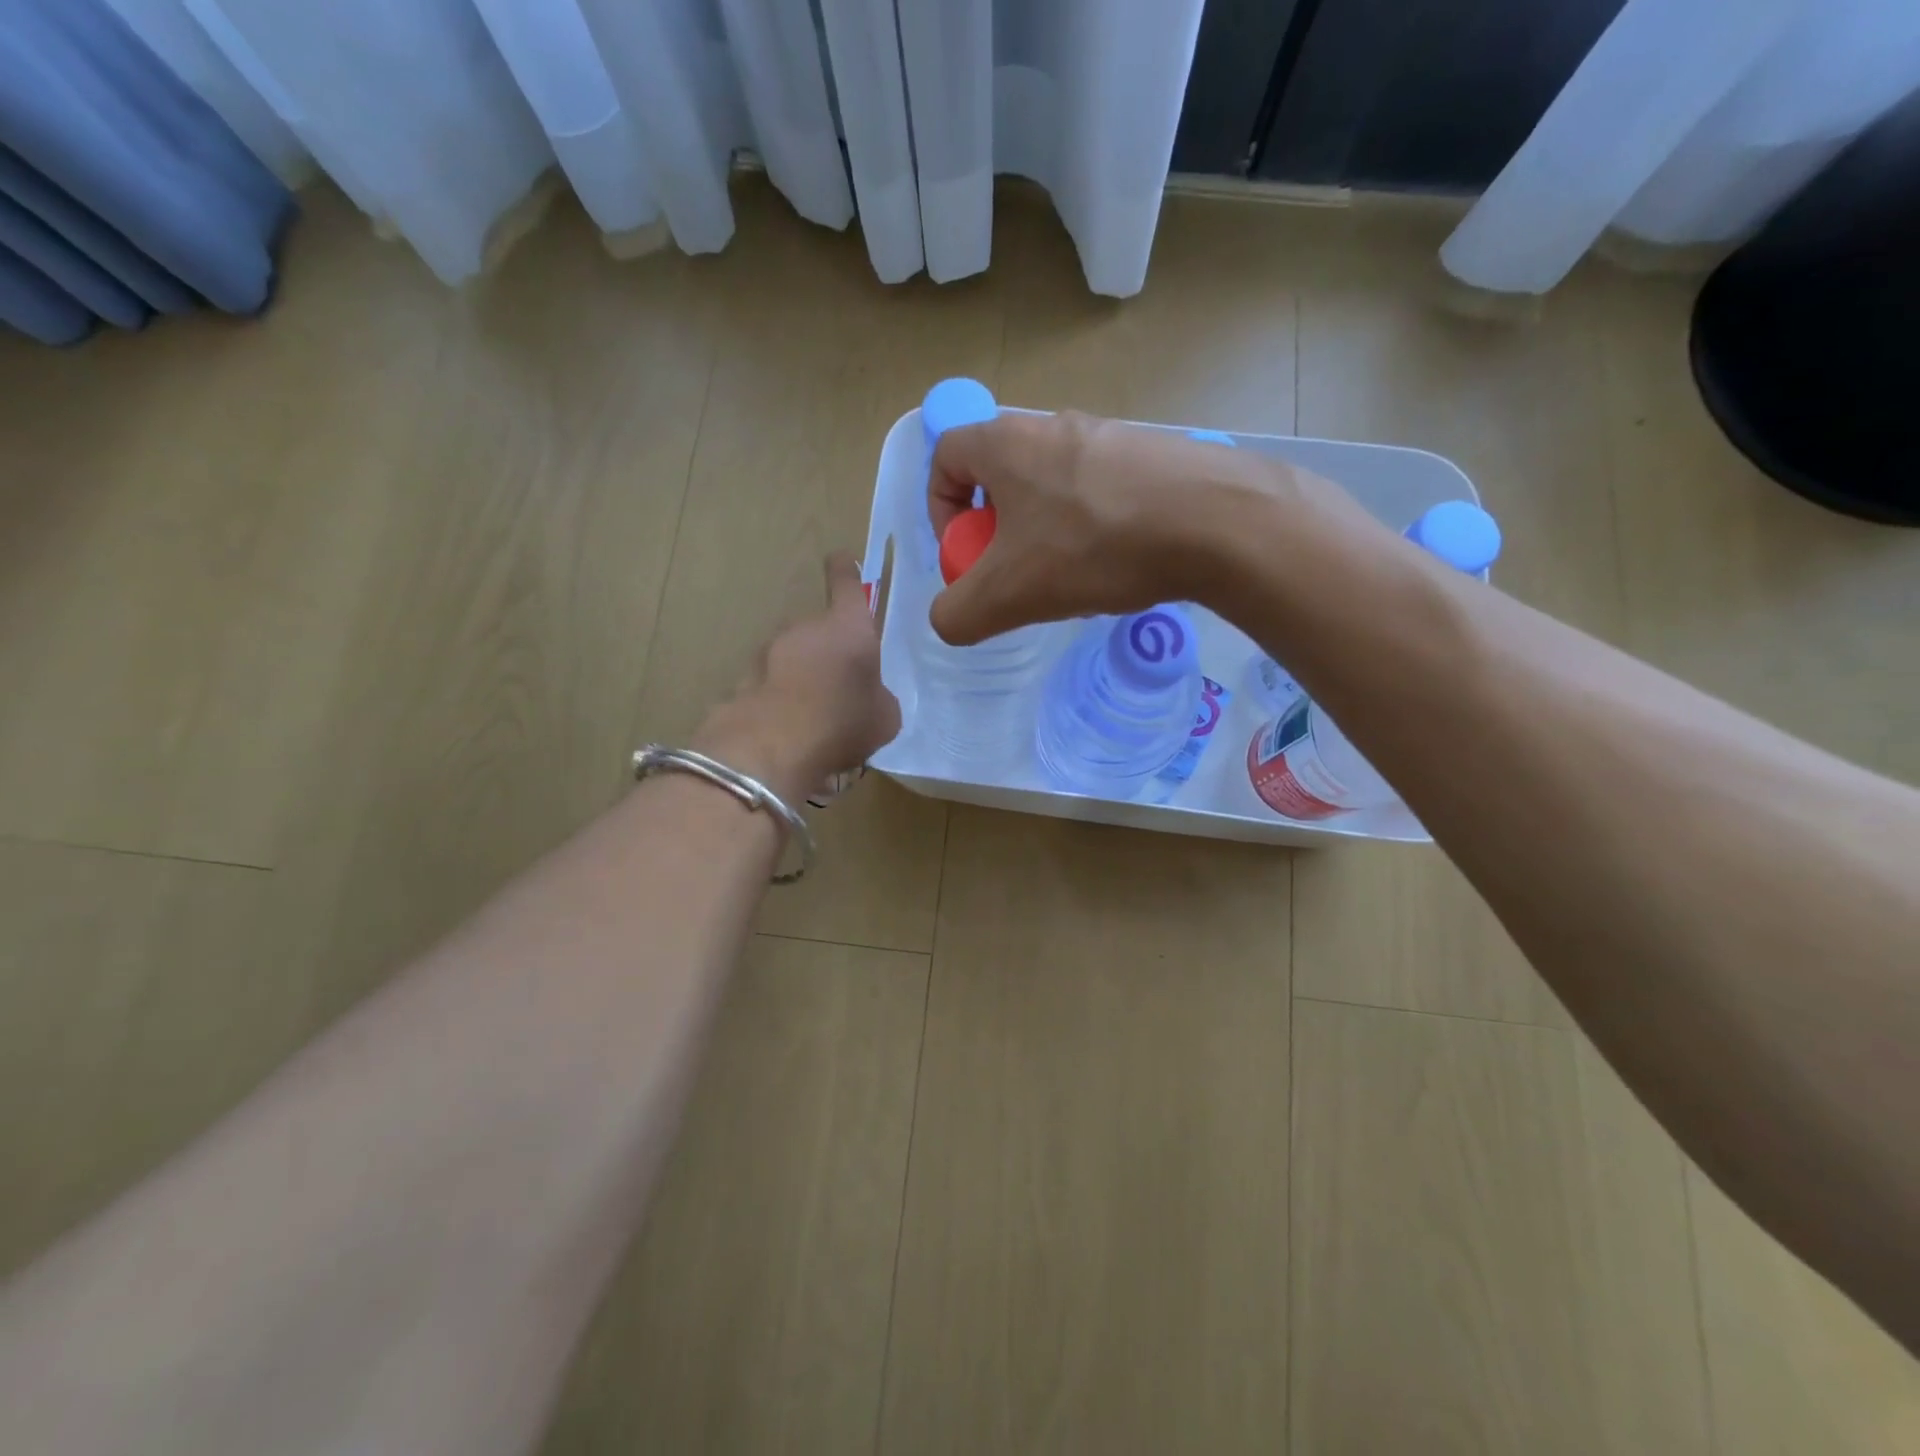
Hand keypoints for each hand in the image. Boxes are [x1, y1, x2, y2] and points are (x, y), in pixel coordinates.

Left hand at [696, 552, 900, 799]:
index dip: (845, 572)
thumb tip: (869, 697)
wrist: (772, 749)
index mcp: (848, 628)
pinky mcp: (743, 680)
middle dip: (828, 653)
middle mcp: (805, 629)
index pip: (847, 586)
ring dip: (803, 678)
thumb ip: (879, 697)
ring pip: (793, 658)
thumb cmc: (842, 723)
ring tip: (814, 718)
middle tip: (841, 690)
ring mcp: (768, 652)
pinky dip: (780, 700)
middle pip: (819, 631)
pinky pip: (771, 686)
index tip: (841, 559)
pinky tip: (788, 732)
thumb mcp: (885, 717)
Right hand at [927, 411, 1290, 645]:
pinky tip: (1118, 567)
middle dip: (996, 532)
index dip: (940, 508)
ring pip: (1051, 488)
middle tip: (1016, 577)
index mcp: (1007, 443)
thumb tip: (948, 619)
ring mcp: (1109, 436)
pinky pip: (1099, 492)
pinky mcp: (1153, 455)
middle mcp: (1055, 426)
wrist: (1218, 523)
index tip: (965, 555)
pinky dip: (1092, 530)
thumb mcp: (1008, 594)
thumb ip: (957, 613)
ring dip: (1044, 535)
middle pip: (1000, 476)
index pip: (945, 455)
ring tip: (1071, 581)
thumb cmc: (1094, 547)